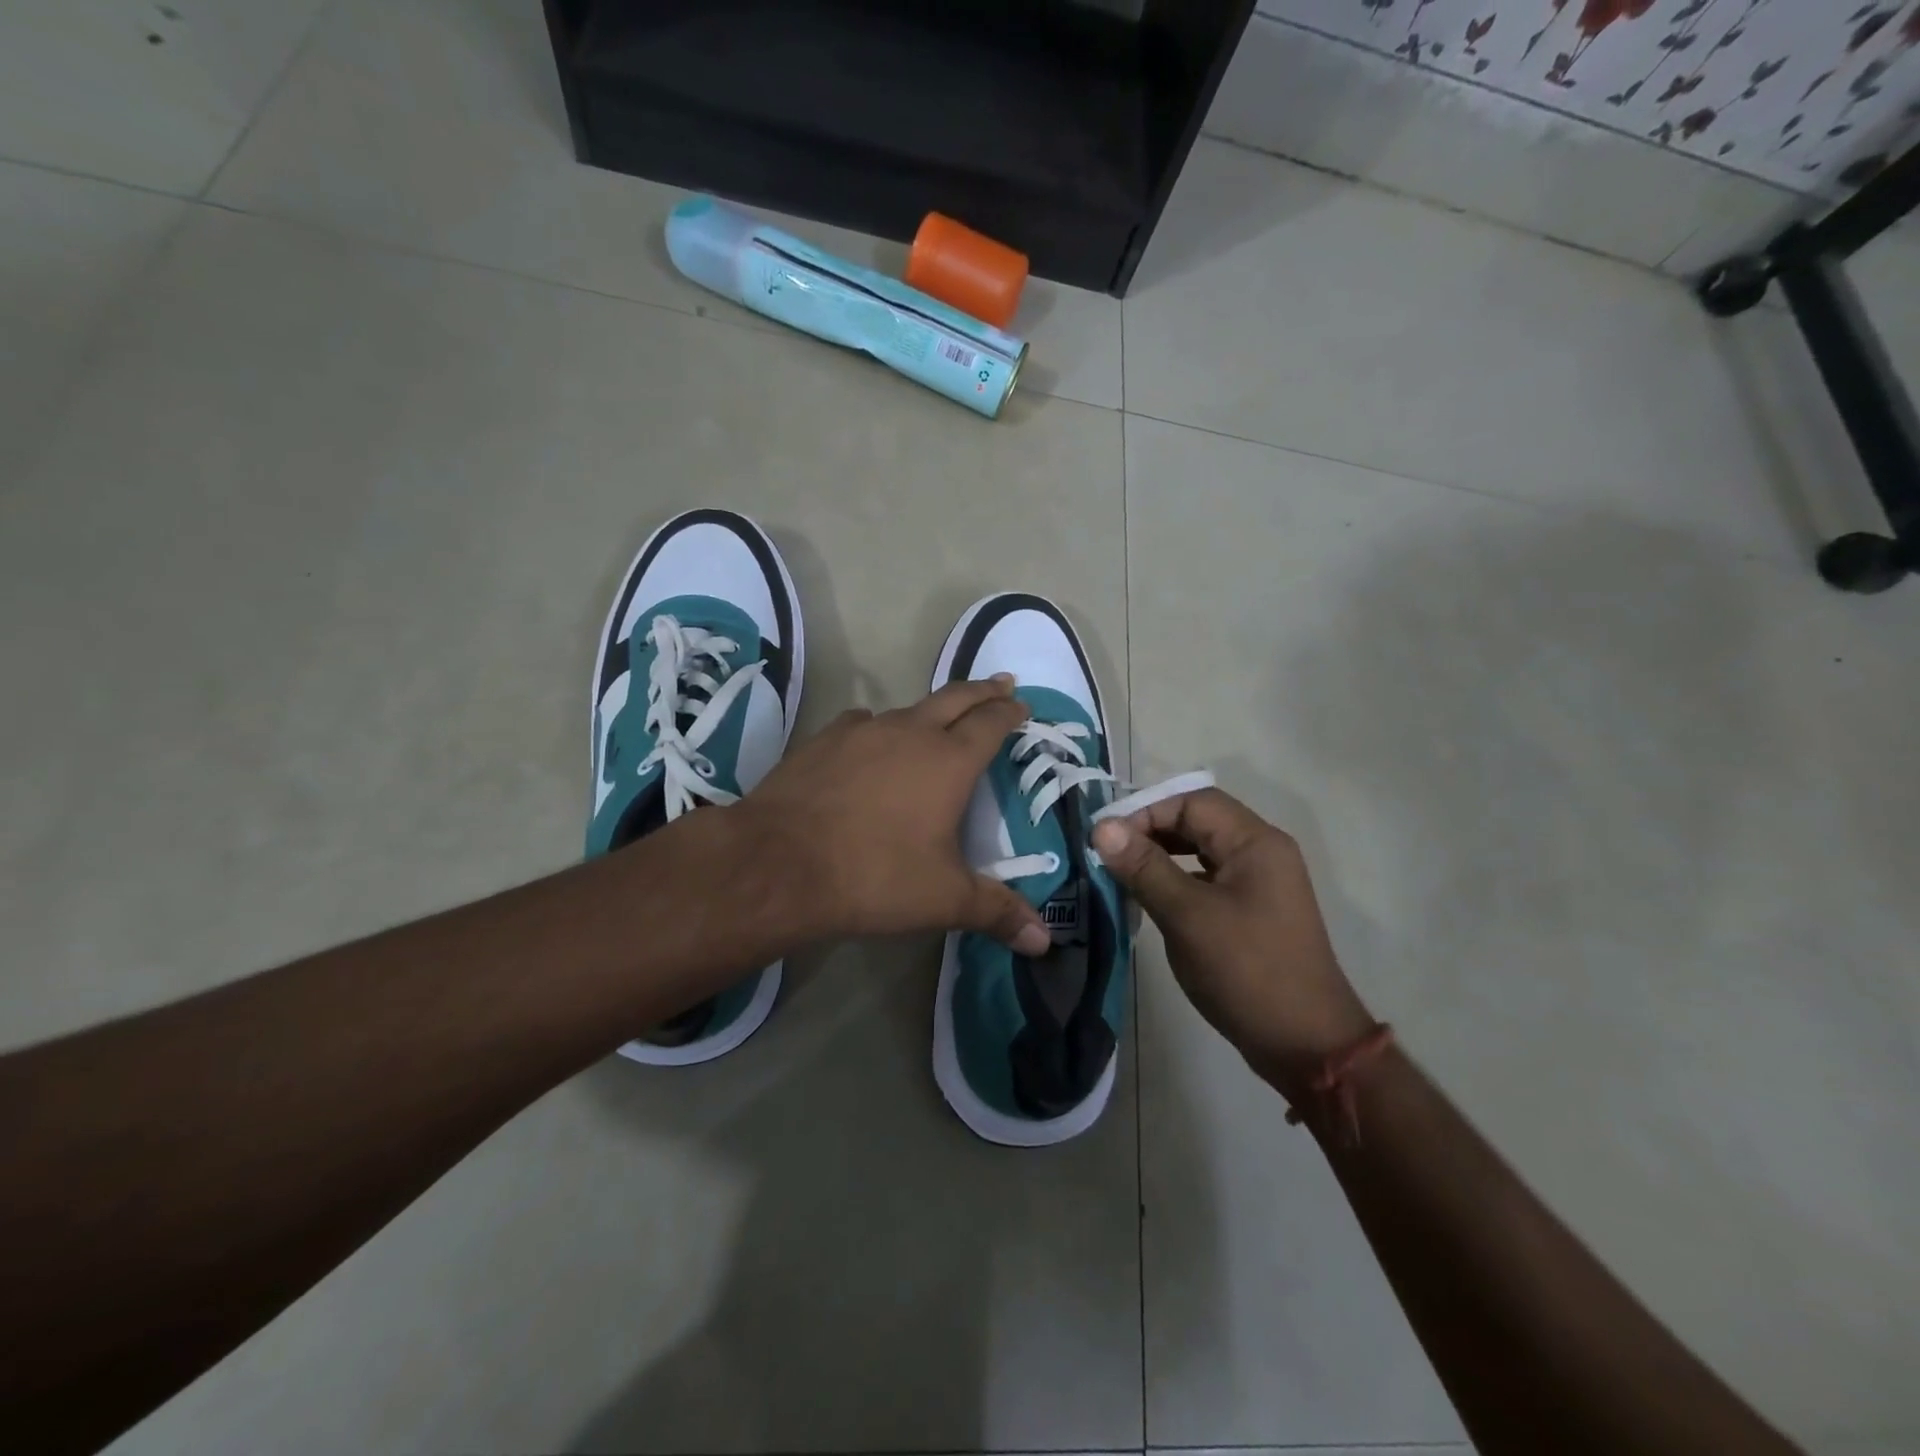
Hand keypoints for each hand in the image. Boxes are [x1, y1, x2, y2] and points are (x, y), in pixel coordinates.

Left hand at [735, 676, 1052, 954]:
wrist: (777, 864)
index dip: (1010, 712)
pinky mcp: (822, 741)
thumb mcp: (943, 899)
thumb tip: (1043, 941)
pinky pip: (861, 723)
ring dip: (931, 710)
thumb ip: (996, 912)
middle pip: (955, 698)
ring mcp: (861, 732)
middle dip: (983, 690)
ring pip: (908, 709)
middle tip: (1002, 684)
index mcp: (948, 761)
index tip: (1023, 705)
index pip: (991, 723)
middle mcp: (909, 733)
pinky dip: (879, 728)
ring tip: (940, 719)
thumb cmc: (874, 877)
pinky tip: (871, 743)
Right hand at [1090, 789, 1372, 1088]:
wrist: (1306, 1045)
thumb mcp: (1187, 916)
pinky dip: (1177, 879)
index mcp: (1255, 843)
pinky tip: (1151, 898)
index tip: (1107, 840)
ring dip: (1162, 855)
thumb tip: (1102, 827)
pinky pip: (1209, 878)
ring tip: (1123, 873)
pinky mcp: (1254, 911)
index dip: (1146, 812)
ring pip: (1202, 850)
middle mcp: (1262, 852)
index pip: (1193, 802)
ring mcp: (1261, 883)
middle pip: (1199, 821)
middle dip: (1151, 831)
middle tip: (1110, 854)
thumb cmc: (1247, 972)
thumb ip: (1144, 867)